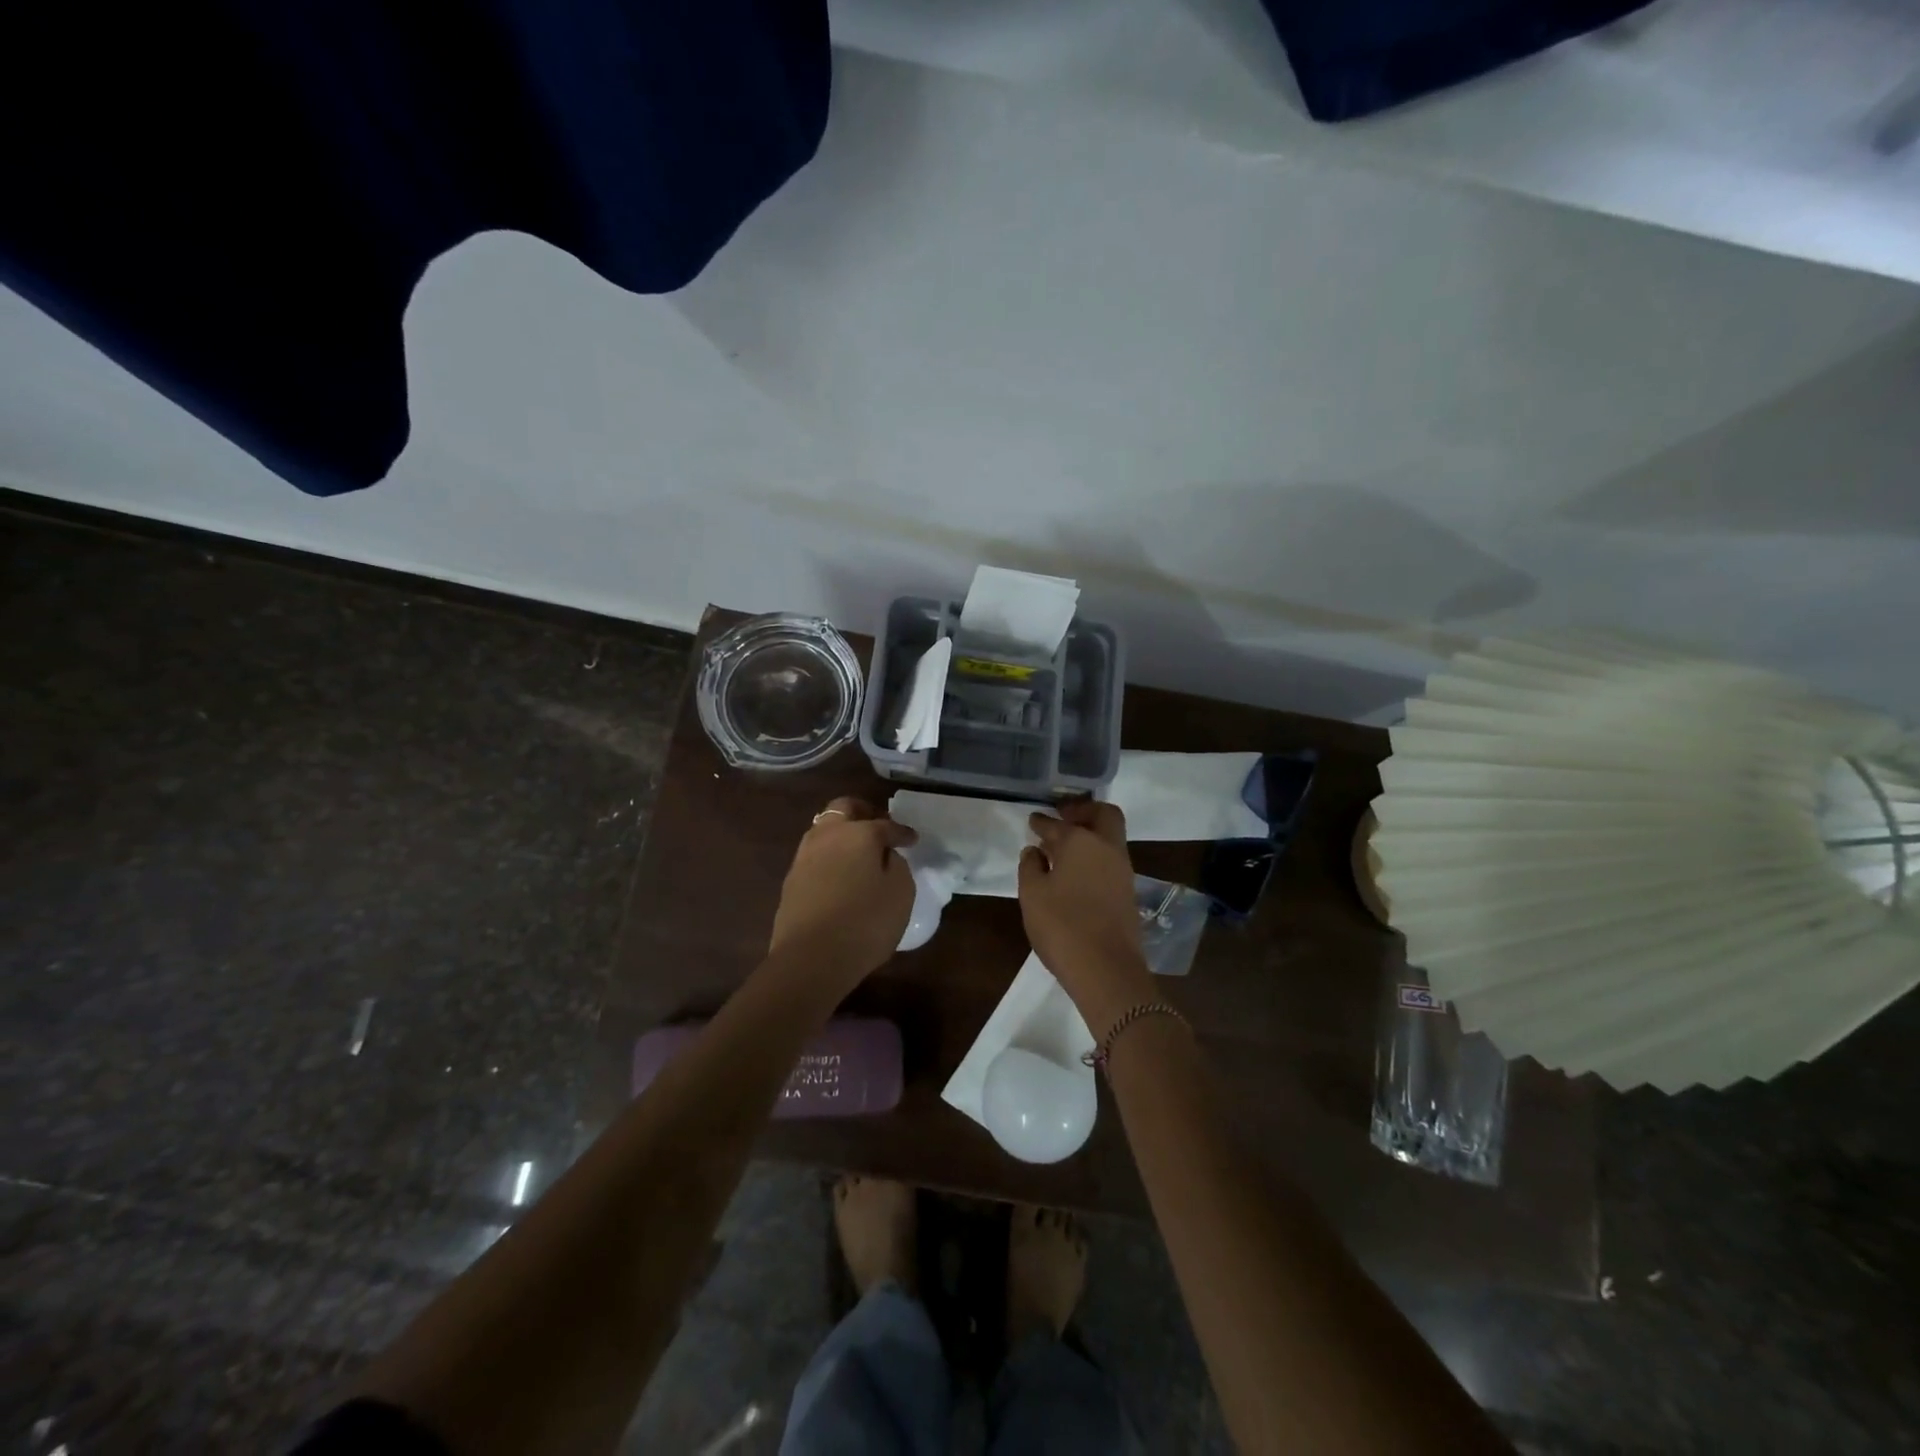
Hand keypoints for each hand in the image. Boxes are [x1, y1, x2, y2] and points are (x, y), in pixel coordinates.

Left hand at [768, 797, 917, 990]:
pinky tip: (841, 875)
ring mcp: (804, 857)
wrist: (809, 959)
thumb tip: (885, 856)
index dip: (902, 832)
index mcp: (858, 833)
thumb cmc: (865, 922)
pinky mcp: (791, 881)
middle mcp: (827, 835)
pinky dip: (830, 856)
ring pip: (824, 830)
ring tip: (859, 852)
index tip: (912, 840)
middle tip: (880, 828)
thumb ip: (897, 865)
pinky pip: (815, 856)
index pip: (885, 825)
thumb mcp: (900, 892)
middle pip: (844, 809)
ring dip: (843, 834)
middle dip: (864, 813)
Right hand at [1018, 801, 1155, 1032]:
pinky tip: (1075, 872)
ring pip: (1110, 838)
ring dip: (1090, 834)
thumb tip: (1035, 851)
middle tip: (1063, 816)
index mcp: (1081, 842)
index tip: (1033, 820)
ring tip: (1063, 847)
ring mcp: (1122, 871)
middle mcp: (1107, 848)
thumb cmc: (1062, 926)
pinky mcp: (1128, 893)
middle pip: (1103, 815)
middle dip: (1083, 810)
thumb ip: (1030, 867)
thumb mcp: (1032, 895)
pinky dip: (1095, 856)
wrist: (1107, 970)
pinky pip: (1111, 860)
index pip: (1057, 824)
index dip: (1042, 821)